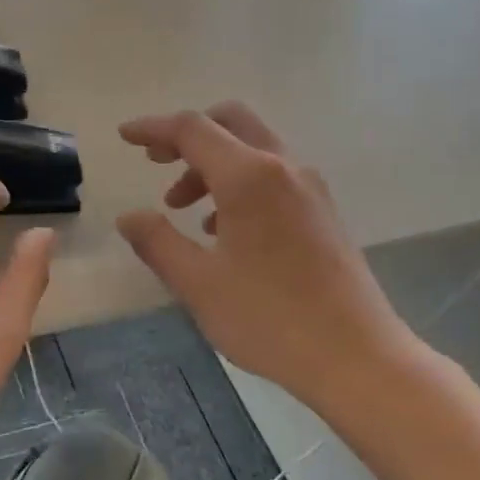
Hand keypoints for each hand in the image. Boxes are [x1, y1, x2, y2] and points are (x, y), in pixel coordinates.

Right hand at [117, 103, 416, 414]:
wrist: (355, 356)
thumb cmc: (268, 318)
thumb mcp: (198, 284)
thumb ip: (157, 242)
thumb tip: (128, 217)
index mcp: (249, 177)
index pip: (193, 129)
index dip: (153, 128)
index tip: (124, 136)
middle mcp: (284, 169)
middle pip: (231, 123)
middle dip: (187, 136)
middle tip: (155, 161)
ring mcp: (310, 190)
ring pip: (253, 151)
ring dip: (212, 166)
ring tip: (181, 210)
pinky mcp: (323, 213)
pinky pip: (273, 178)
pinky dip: (239, 185)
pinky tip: (221, 231)